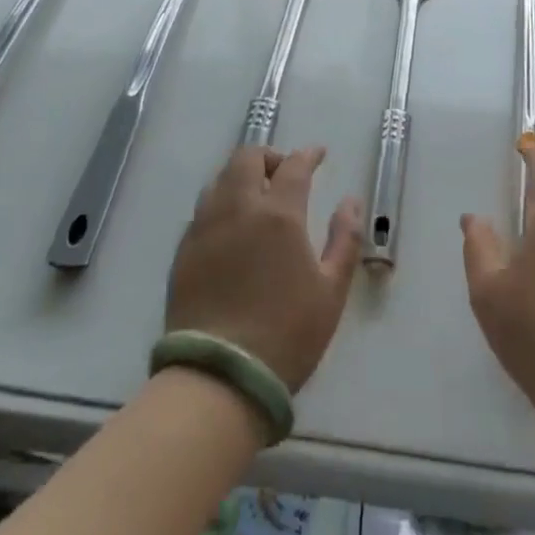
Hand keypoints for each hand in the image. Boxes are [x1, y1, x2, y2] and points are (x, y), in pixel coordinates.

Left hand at [165, 146, 361, 391]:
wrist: (218, 379)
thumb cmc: (286, 335)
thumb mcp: (331, 290)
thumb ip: (345, 239)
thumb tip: (350, 201)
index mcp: (279, 214)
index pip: (294, 166)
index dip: (308, 155)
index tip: (318, 154)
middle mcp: (238, 208)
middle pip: (248, 158)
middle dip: (269, 157)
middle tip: (283, 175)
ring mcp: (205, 227)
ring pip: (220, 179)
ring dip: (241, 177)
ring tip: (255, 199)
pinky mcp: (183, 251)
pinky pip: (202, 210)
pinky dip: (221, 204)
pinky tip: (230, 228)